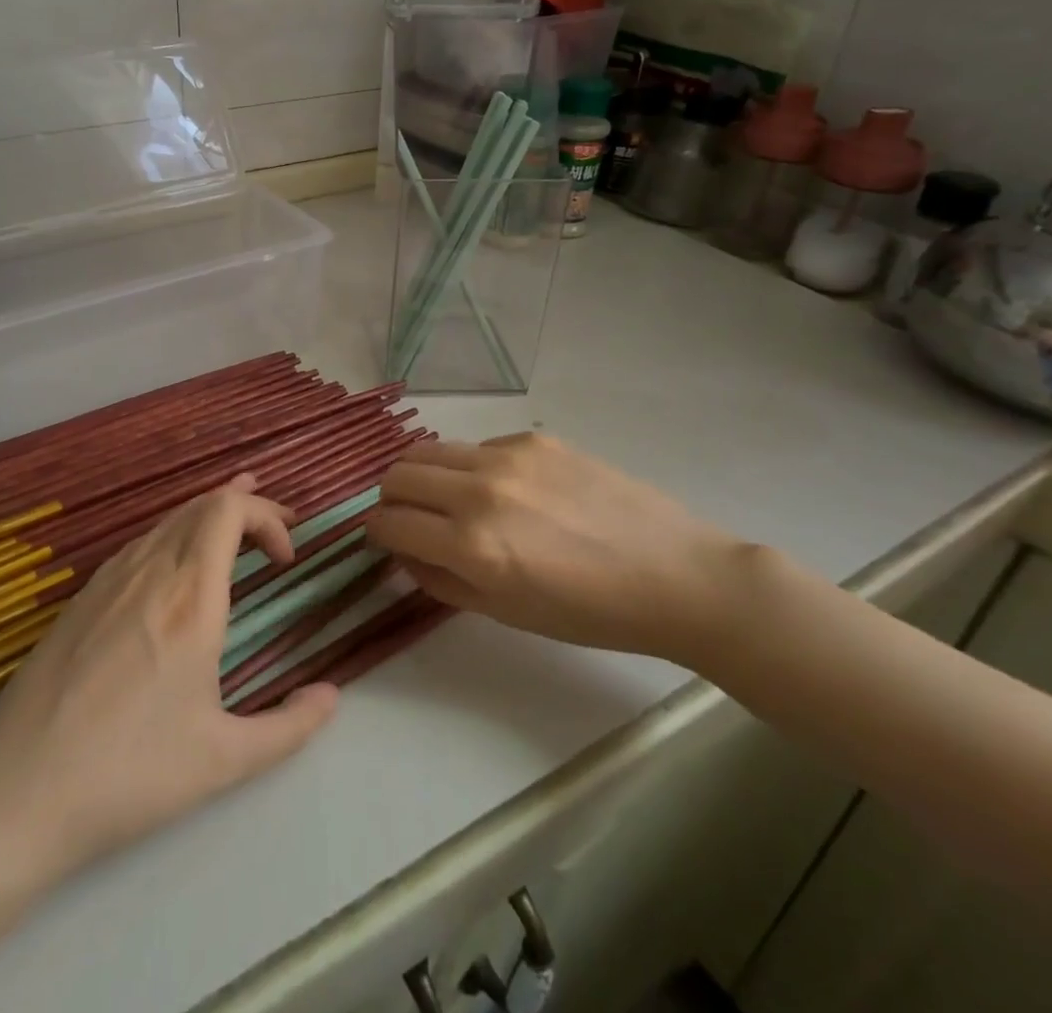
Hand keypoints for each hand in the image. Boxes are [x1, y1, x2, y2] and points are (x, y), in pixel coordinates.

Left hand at [0, 474, 338, 875]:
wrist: (19, 792)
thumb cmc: (130, 773)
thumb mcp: (224, 760)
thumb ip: (289, 727)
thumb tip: (330, 697)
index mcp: (190, 598)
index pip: (229, 511)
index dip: (267, 516)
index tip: (286, 559)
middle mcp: (150, 572)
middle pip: (201, 505)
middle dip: (246, 507)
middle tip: (275, 536)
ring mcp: (108, 580)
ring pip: (167, 521)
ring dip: (207, 518)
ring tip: (235, 529)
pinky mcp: (81, 598)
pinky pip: (138, 544)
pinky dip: (173, 537)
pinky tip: (174, 567)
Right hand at [367, 434, 743, 663]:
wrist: (674, 574)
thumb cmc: (590, 612)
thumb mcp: (506, 612)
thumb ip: (440, 580)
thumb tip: (403, 551)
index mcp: (472, 545)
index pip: (389, 522)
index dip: (377, 533)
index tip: (384, 539)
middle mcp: (480, 491)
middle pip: (398, 474)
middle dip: (391, 499)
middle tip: (410, 518)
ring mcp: (507, 457)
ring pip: (429, 450)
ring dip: (422, 475)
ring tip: (445, 498)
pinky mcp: (533, 438)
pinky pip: (477, 447)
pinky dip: (470, 468)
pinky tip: (507, 491)